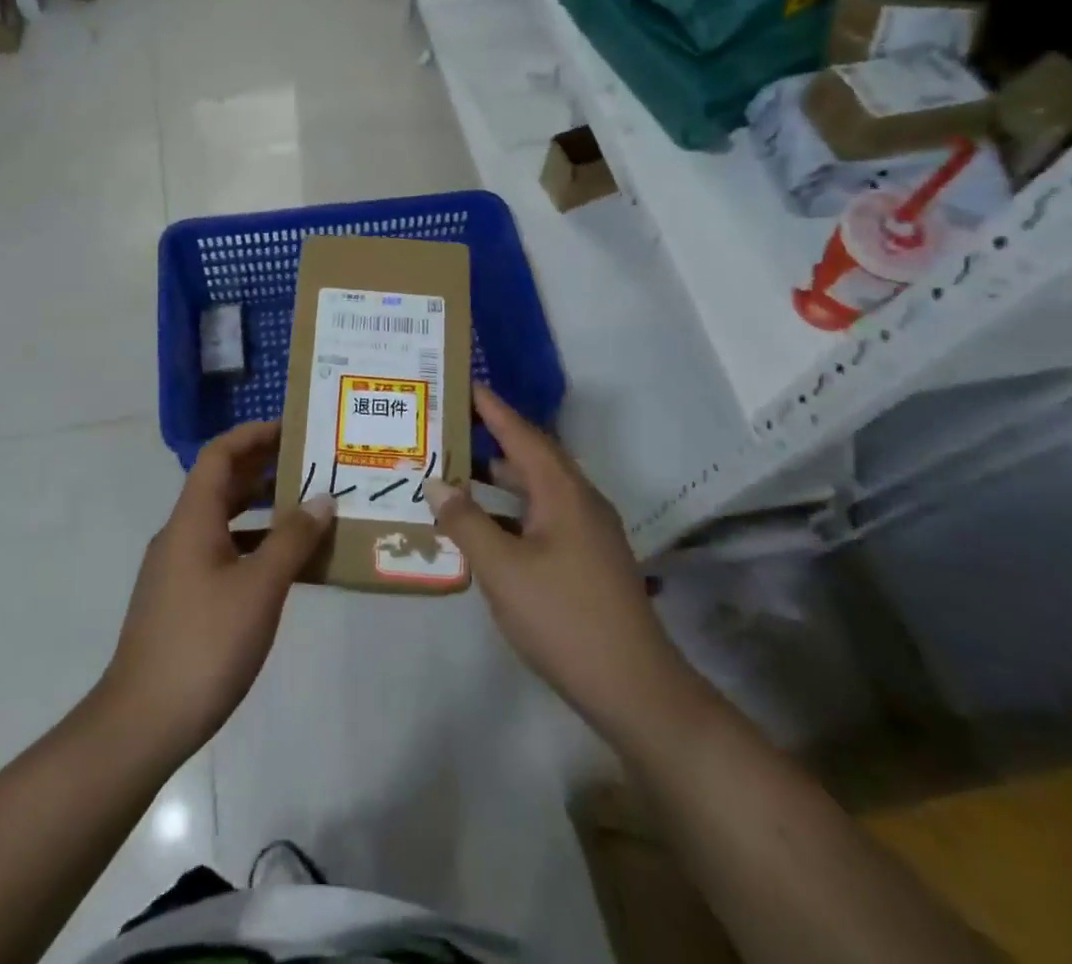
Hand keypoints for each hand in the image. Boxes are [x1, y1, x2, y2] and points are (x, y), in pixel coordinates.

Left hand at [101, 420, 334, 756]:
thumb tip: (322, 499)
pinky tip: (285, 565)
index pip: (220, 455)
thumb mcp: (259, 588)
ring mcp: (178, 567)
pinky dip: (254, 545)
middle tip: (311, 464)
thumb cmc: (205, 643)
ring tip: (308, 508)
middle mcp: (181, 533)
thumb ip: (293, 540)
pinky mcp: (182, 598)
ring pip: (224, 519)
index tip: (293, 429)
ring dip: (262, 508)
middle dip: (265, 467)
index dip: (254, 435)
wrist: (142, 722)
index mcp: (193, 519)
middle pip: (222, 483)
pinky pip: (223, 552)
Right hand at [424, 387, 690, 749]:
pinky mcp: (586, 559)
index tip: (462, 382)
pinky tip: (482, 527)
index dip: (491, 407)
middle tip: (447, 425)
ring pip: (535, 490)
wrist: (635, 688)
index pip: (521, 433)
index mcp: (563, 492)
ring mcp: (586, 532)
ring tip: (454, 471)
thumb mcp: (503, 570)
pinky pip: (540, 517)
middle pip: (530, 456)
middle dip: (490, 438)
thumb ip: (466, 523)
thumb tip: (436, 484)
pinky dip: (509, 512)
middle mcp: (578, 501)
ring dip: (498, 479)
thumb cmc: (565, 618)